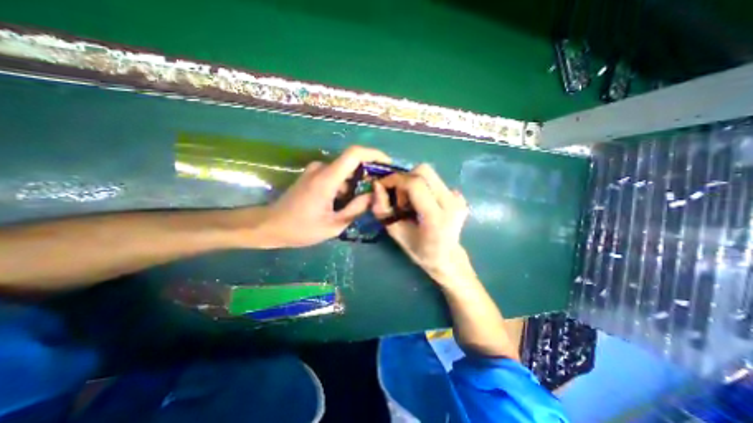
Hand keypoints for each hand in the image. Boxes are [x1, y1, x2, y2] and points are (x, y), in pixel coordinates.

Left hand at [258, 147, 388, 248]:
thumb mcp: (333, 225)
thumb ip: (356, 209)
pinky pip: (336, 176)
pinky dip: (346, 186)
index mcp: (326, 179)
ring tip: (361, 203)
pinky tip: (345, 203)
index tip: (388, 164)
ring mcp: (315, 171)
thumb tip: (373, 195)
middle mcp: (321, 168)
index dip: (374, 154)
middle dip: (368, 175)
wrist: (269, 226)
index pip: (354, 154)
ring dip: (356, 184)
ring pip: (345, 172)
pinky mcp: (312, 175)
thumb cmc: (300, 229)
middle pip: (352, 163)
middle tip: (377, 193)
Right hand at [374, 163, 471, 285]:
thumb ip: (383, 209)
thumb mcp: (396, 232)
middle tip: (399, 197)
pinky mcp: (459, 196)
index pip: (414, 184)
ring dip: (413, 182)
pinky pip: (435, 181)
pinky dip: (423, 186)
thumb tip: (376, 185)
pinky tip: (423, 203)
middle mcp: (451, 203)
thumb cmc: (420, 251)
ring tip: (410, 201)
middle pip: (423, 171)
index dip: (395, 179)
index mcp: (435, 217)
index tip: (382, 185)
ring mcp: (458, 198)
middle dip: (404, 179)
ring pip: (429, 173)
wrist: (447, 257)